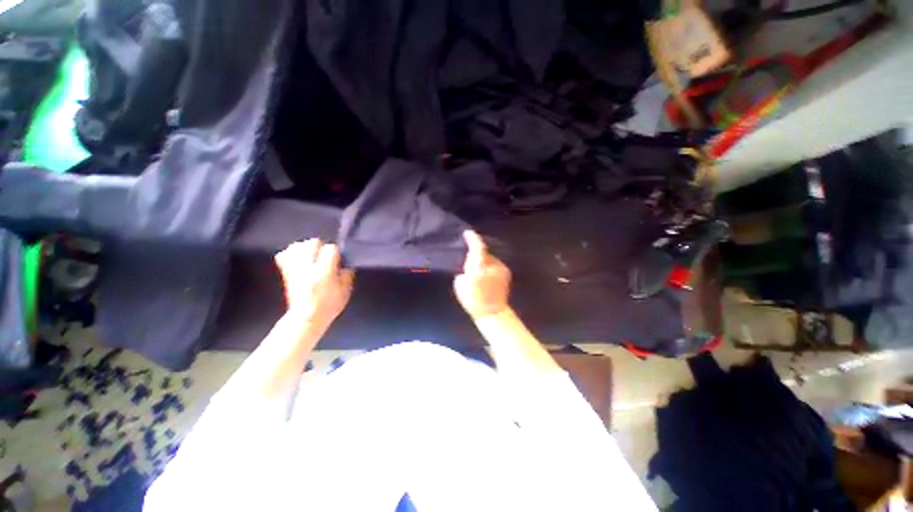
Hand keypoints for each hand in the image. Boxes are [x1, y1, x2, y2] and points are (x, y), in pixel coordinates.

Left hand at [275, 239, 354, 328]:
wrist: (306, 319)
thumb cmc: (329, 306)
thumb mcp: (346, 291)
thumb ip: (347, 274)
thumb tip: (345, 264)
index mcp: (324, 272)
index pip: (330, 249)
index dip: (336, 252)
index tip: (339, 260)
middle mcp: (307, 267)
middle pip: (312, 243)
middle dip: (321, 247)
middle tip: (326, 257)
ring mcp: (294, 269)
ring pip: (296, 246)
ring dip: (306, 248)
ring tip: (312, 256)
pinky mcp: (286, 272)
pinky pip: (283, 255)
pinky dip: (291, 253)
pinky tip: (299, 259)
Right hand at [454, 230, 511, 318]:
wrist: (493, 312)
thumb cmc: (473, 300)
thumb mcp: (460, 284)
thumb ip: (464, 271)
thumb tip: (468, 266)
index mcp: (479, 267)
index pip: (477, 248)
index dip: (472, 238)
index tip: (467, 233)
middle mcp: (493, 264)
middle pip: (484, 252)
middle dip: (477, 253)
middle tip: (470, 260)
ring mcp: (502, 268)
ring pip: (489, 259)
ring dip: (484, 261)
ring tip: (478, 270)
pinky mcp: (506, 273)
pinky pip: (495, 265)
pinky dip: (489, 266)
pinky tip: (486, 275)